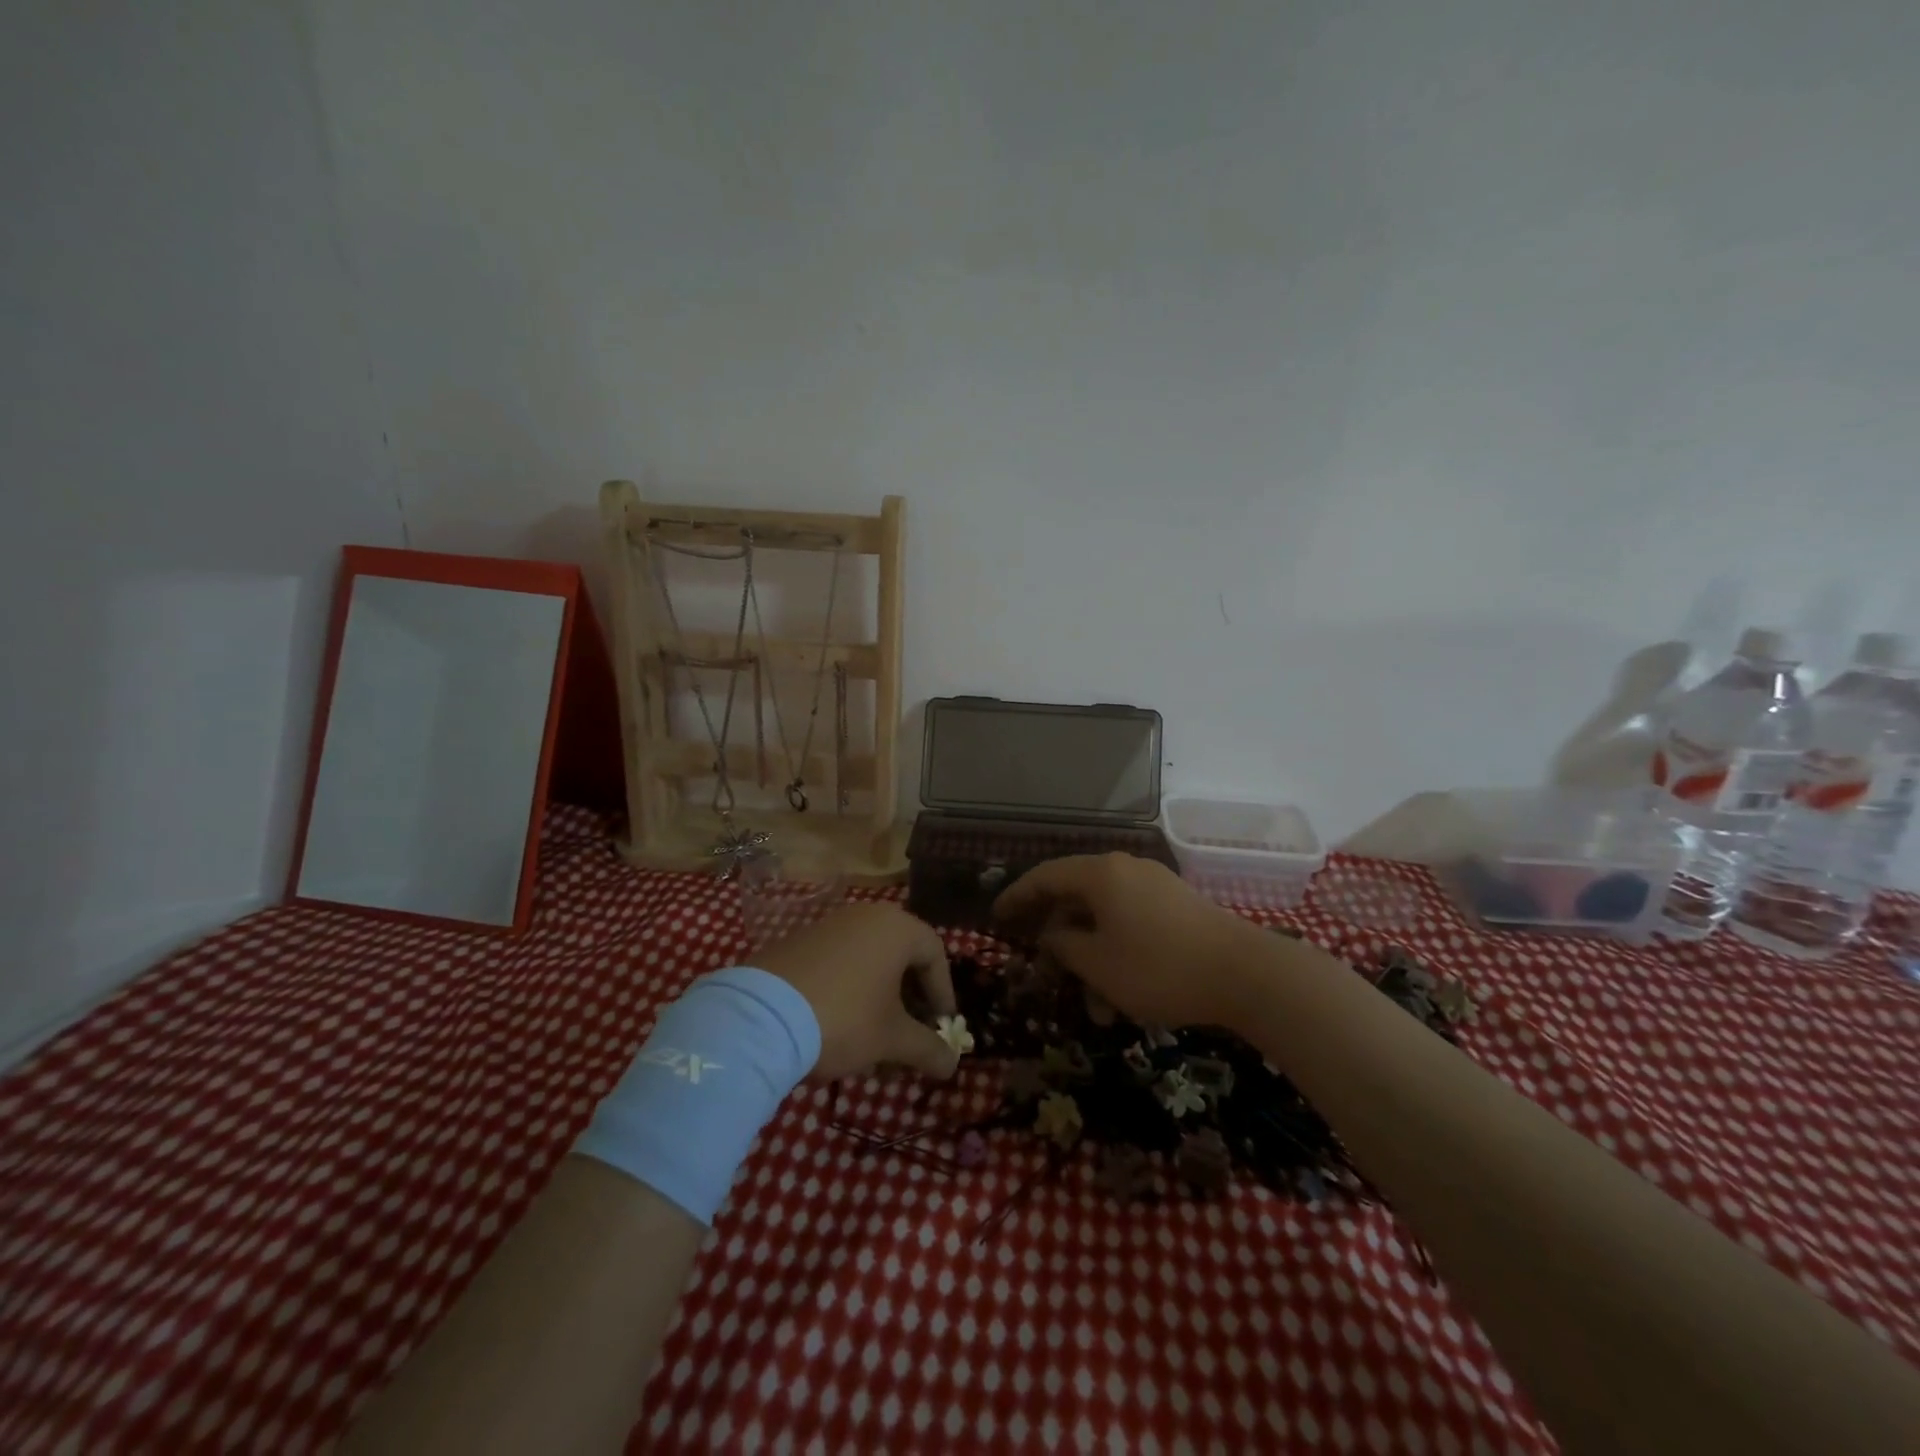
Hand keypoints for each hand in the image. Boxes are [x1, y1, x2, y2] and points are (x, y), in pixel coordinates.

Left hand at [754, 903, 960, 1081]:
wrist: (760, 1017)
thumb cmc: (844, 1018)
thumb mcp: (892, 1039)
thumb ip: (928, 1048)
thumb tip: (953, 1064)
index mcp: (896, 927)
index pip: (936, 954)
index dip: (943, 993)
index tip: (942, 1026)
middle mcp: (866, 916)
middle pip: (902, 954)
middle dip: (912, 996)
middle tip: (913, 1031)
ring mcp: (829, 925)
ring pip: (870, 958)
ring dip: (881, 995)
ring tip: (877, 1034)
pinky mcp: (799, 941)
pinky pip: (840, 961)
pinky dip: (851, 987)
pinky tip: (841, 1022)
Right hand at [994, 854, 1267, 1028]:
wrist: (1247, 974)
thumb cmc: (1159, 967)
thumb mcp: (1098, 964)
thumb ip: (1063, 946)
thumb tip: (1051, 935)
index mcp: (1101, 874)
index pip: (1045, 876)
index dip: (1017, 896)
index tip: (997, 916)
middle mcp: (1126, 869)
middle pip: (1076, 896)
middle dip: (1057, 937)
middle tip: (1042, 968)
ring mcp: (1155, 886)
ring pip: (1106, 917)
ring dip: (1091, 956)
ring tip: (1092, 1004)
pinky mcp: (1178, 908)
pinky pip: (1132, 923)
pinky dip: (1117, 952)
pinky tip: (1122, 994)